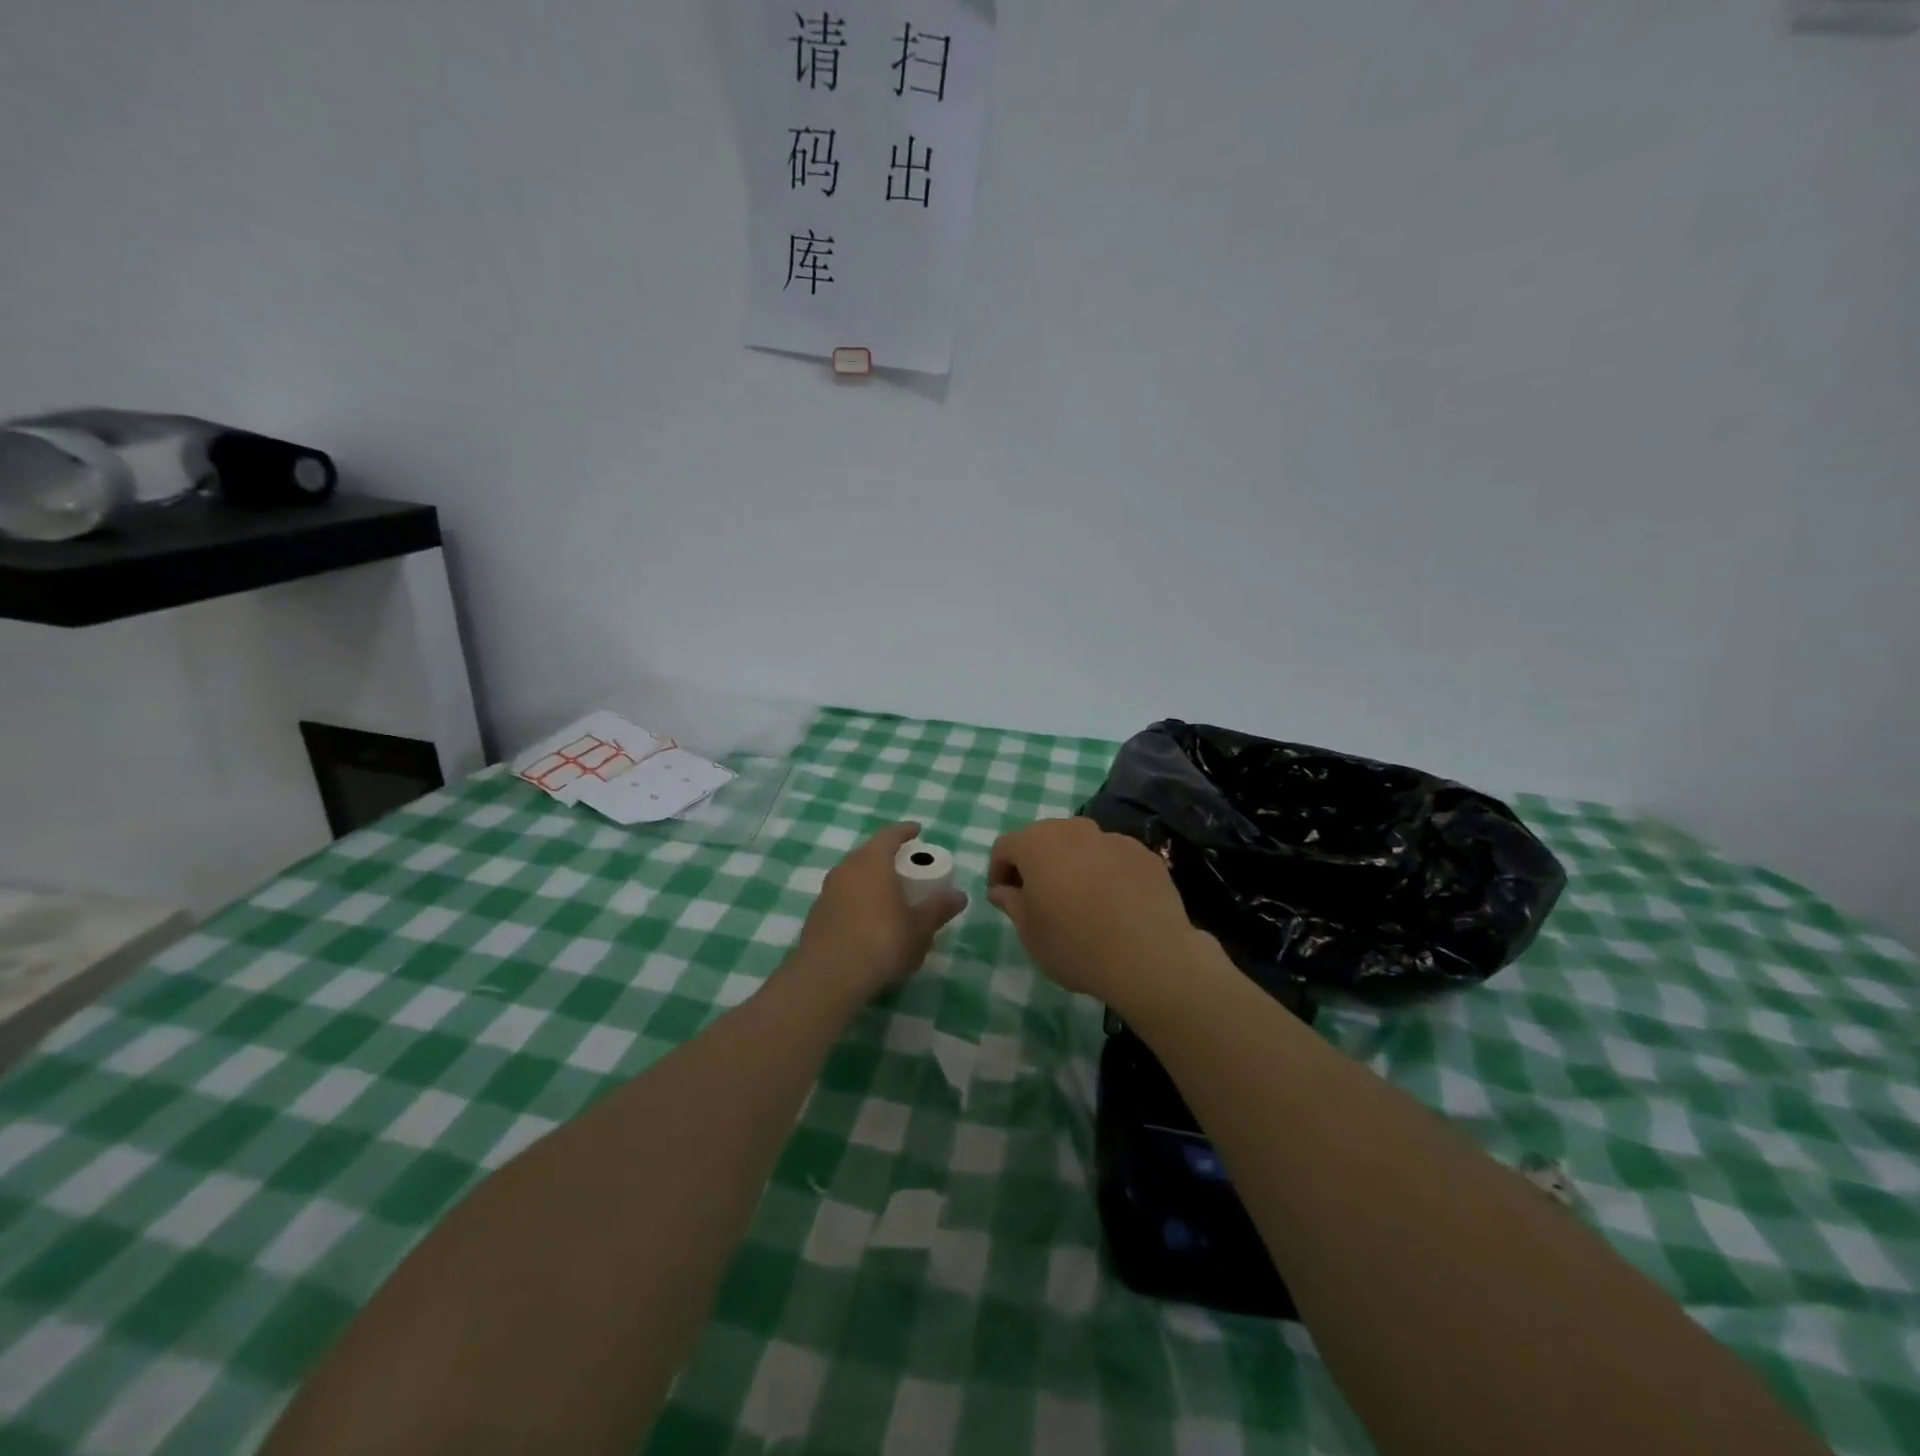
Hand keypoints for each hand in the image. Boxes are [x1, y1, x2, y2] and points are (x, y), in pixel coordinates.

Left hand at [792, 822, 966, 1001]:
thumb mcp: (919, 928)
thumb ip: (938, 908)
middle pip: (868, 853)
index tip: (917, 830)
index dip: (905, 831)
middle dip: (887, 856)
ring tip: (889, 893)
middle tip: (906, 865)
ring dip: (870, 879)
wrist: (827, 978)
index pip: (890, 835)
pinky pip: (842, 897)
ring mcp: (827, 892)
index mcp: (871, 862)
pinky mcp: (816, 915)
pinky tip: (868, 919)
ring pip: (853, 875)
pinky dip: (857, 900)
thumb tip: (959, 895)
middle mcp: (846, 869)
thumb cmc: (881, 942)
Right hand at [987, 817, 1212, 1011]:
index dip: (998, 870)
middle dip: (1036, 863)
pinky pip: (1113, 858)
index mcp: (1037, 843)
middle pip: (1044, 839)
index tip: (1003, 897)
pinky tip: (1114, 905)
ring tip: (1079, 901)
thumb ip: (1010, 902)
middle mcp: (1074, 829)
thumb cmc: (1075, 944)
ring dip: (1072, 865)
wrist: (1149, 957)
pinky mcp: (1145, 854)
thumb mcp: (1029, 932)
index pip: (1005, 846)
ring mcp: (1113, 838)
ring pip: (1082, 845)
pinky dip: (1106, 872)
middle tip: (1038, 897)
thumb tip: (1002, 889)